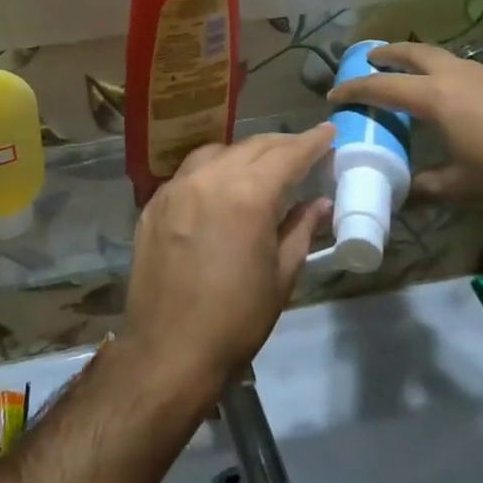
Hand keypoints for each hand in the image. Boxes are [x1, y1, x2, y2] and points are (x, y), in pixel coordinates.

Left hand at [123, 127, 333, 399]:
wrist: (168, 350)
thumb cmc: (236, 319)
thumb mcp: (281, 276)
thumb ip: (300, 229)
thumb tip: (320, 203)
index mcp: (247, 196)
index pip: (287, 154)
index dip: (312, 142)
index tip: (328, 131)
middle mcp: (208, 179)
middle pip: (251, 146)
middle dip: (281, 145)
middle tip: (302, 151)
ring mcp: (175, 189)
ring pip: (216, 152)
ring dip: (244, 153)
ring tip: (262, 167)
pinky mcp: (153, 204)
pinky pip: (189, 173)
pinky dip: (212, 170)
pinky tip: (221, 187)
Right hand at [325, 42, 482, 231]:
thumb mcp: (462, 190)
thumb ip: (425, 189)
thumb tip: (400, 199)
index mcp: (438, 98)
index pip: (385, 86)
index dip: (357, 89)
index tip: (336, 93)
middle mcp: (462, 76)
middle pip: (416, 53)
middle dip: (389, 54)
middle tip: (371, 59)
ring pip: (447, 59)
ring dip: (423, 63)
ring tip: (414, 78)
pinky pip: (472, 72)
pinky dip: (452, 76)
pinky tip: (462, 100)